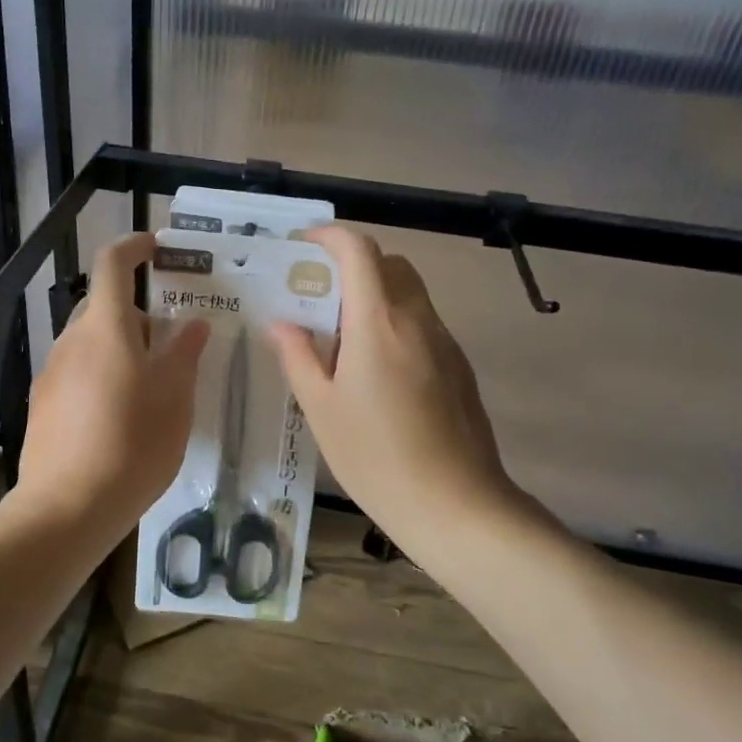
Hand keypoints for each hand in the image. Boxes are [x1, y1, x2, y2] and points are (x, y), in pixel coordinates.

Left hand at [13, 233, 210, 546]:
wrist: (67, 508)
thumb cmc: (132, 443)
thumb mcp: (174, 397)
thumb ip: (183, 353)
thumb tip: (192, 323)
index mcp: (105, 328)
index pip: (113, 265)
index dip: (133, 247)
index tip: (156, 248)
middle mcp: (72, 341)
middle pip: (104, 307)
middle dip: (137, 314)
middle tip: (171, 342)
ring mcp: (52, 373)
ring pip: (91, 343)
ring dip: (121, 349)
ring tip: (152, 386)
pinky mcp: (44, 405)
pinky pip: (78, 372)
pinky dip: (102, 375)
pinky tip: (122, 416)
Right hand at [268, 227, 527, 553]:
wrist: (455, 505)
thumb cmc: (375, 457)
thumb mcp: (322, 409)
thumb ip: (299, 357)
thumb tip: (282, 322)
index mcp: (378, 322)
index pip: (359, 251)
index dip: (329, 237)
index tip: (302, 248)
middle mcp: (417, 319)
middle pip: (390, 264)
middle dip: (353, 265)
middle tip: (320, 296)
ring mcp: (444, 342)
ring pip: (410, 293)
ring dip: (376, 295)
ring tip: (343, 336)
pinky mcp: (459, 366)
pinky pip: (423, 324)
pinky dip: (396, 323)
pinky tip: (377, 371)